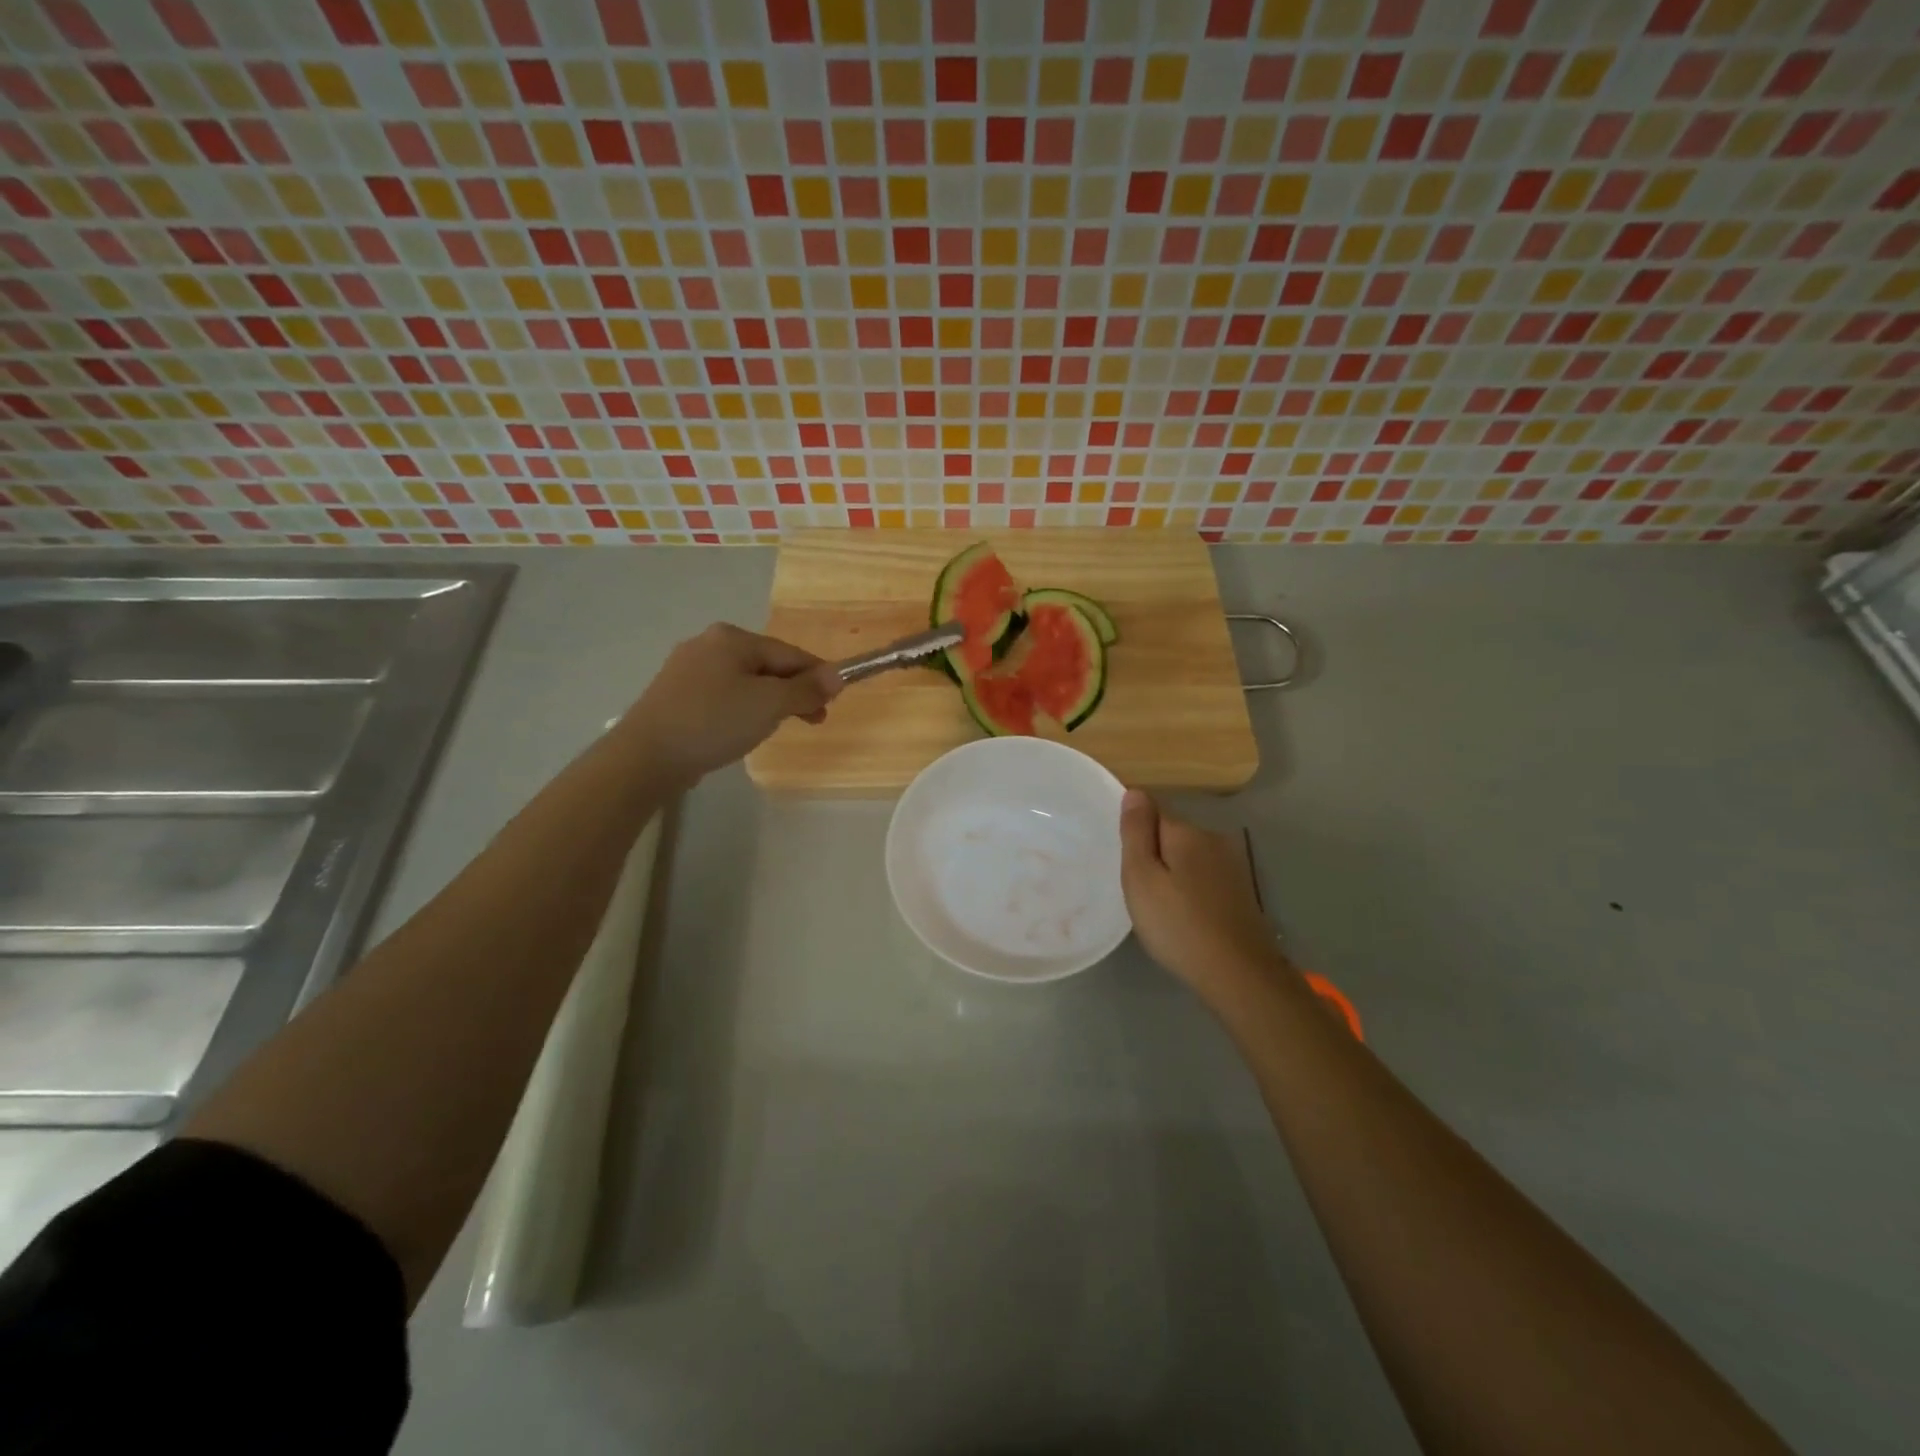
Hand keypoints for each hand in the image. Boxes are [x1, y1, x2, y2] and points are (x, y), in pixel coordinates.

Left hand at [622, 623, 840, 785]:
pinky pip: (722, 694)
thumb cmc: (714, 722)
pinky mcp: (675, 693)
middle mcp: (708, 643)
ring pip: (745, 680)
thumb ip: (806, 689)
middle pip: (767, 665)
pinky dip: (741, 708)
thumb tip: (838, 676)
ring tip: (776, 728)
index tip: (834, 704)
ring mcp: (687, 668)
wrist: (646, 756)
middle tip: (812, 721)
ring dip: (769, 701)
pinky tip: (741, 728)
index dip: (817, 677)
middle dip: (793, 691)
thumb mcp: (770, 704)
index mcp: (733, 637)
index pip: (790, 653)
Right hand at [1120, 790, 1287, 999]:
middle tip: (1138, 892)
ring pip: (1188, 858)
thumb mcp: (1142, 878)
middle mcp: (1213, 840)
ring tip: (1159, 909)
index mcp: (1187, 833)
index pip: (1152, 813)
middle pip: (1171, 835)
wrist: (1238, 974)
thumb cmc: (1178, 925)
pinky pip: (1203, 878)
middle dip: (1153, 855)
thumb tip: (1135, 791)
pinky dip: (1190, 891)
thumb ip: (1136, 832)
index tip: (1126, 864)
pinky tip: (1184, 917)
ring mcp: (1231, 866)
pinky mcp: (1240, 892)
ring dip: (1172, 874)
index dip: (1135, 835)